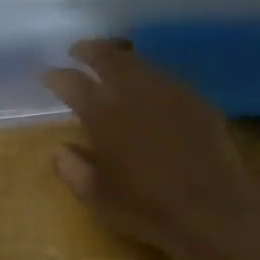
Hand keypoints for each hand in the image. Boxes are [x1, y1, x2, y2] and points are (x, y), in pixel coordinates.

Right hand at [43, 40, 259, 259]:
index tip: (47, 75)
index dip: (56, 76)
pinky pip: (166, 77)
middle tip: (77, 51)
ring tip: (111, 61)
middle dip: (88, 50)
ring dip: (119, 57)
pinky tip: (149, 86)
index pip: (71, 83)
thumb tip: (60, 151)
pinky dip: (149, 75)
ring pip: (138, 61)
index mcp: (102, 114)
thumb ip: (73, 170)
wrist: (212, 209)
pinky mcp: (195, 99)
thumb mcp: (97, 197)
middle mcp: (133, 92)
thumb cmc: (146, 207)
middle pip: (106, 56)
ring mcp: (168, 91)